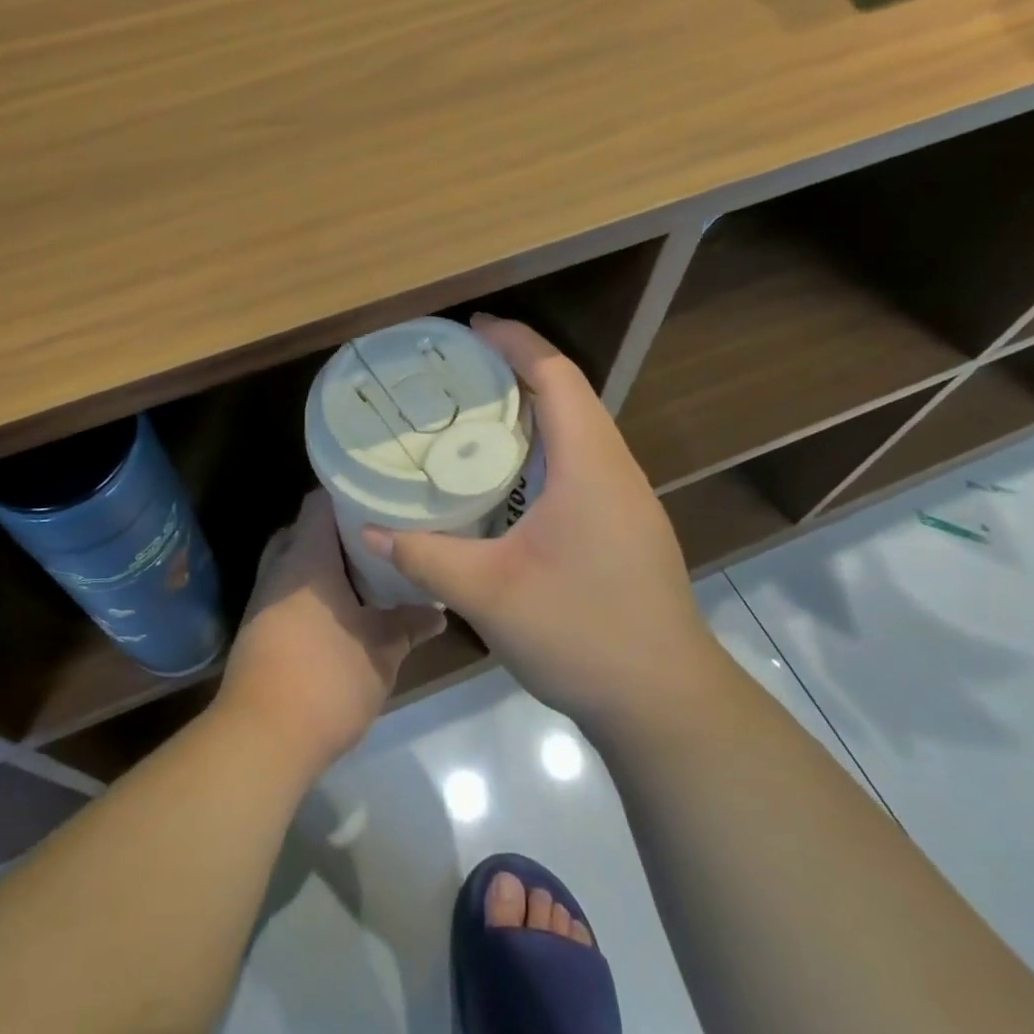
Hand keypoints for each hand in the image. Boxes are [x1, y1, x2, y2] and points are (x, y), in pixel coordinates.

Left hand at [215, 490, 445, 773]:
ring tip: (366, 574)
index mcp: (306, 557)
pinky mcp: (257, 628)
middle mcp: (279, 568)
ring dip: (324, 566)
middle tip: (378, 539)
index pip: (319, 502)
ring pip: (294, 564)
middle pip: (304, 531)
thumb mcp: (382, 651)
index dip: (349, 495)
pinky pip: (286, 592)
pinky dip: (311, 593)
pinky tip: (341, 611)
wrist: (262, 737)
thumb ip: (409, 625)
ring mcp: (263, 599)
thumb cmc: (327, 678)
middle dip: (338, 534)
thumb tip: (437, 612)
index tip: (381, 500)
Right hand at [360, 316, 717, 728]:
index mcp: (590, 466)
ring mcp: (626, 499)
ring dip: (532, 408)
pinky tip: (507, 475)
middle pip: (569, 394)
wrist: (665, 703)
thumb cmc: (581, 634)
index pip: (556, 376)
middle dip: (517, 368)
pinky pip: (581, 461)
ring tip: (474, 412)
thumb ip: (425, 556)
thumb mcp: (488, 594)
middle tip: (458, 370)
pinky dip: (543, 445)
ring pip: (579, 429)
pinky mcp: (625, 526)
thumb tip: (368, 530)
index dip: (515, 343)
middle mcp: (615, 469)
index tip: (471, 329)